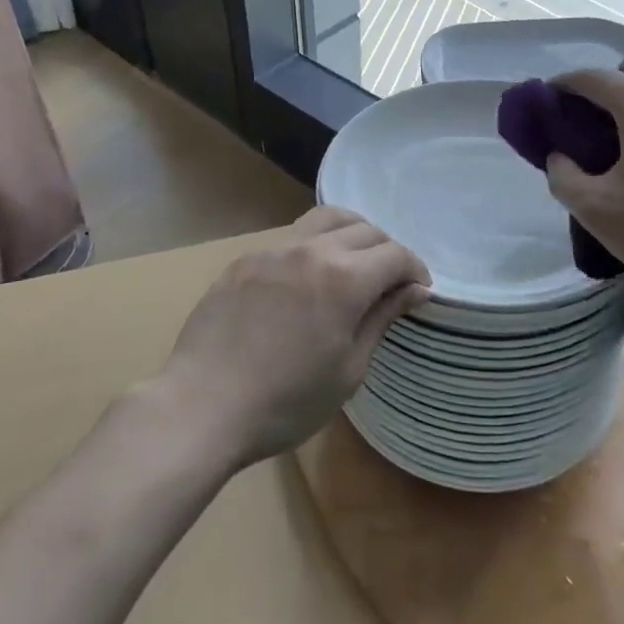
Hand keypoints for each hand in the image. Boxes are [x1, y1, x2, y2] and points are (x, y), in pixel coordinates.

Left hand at [157, 207, 430, 471]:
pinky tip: (307, 276)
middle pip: (365, 230)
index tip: (419, 291)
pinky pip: (291, 237)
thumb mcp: (348, 369)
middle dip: (386, 251)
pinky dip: (314, 245)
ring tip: (353, 263)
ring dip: (351, 234)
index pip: (395, 254)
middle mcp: (312, 249)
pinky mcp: (246, 258)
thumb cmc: (286, 402)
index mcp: (344, 278)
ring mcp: (274, 249)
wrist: (203, 405)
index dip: (415, 269)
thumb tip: (415, 290)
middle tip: (389, 281)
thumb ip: (382, 318)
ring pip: (326, 218)